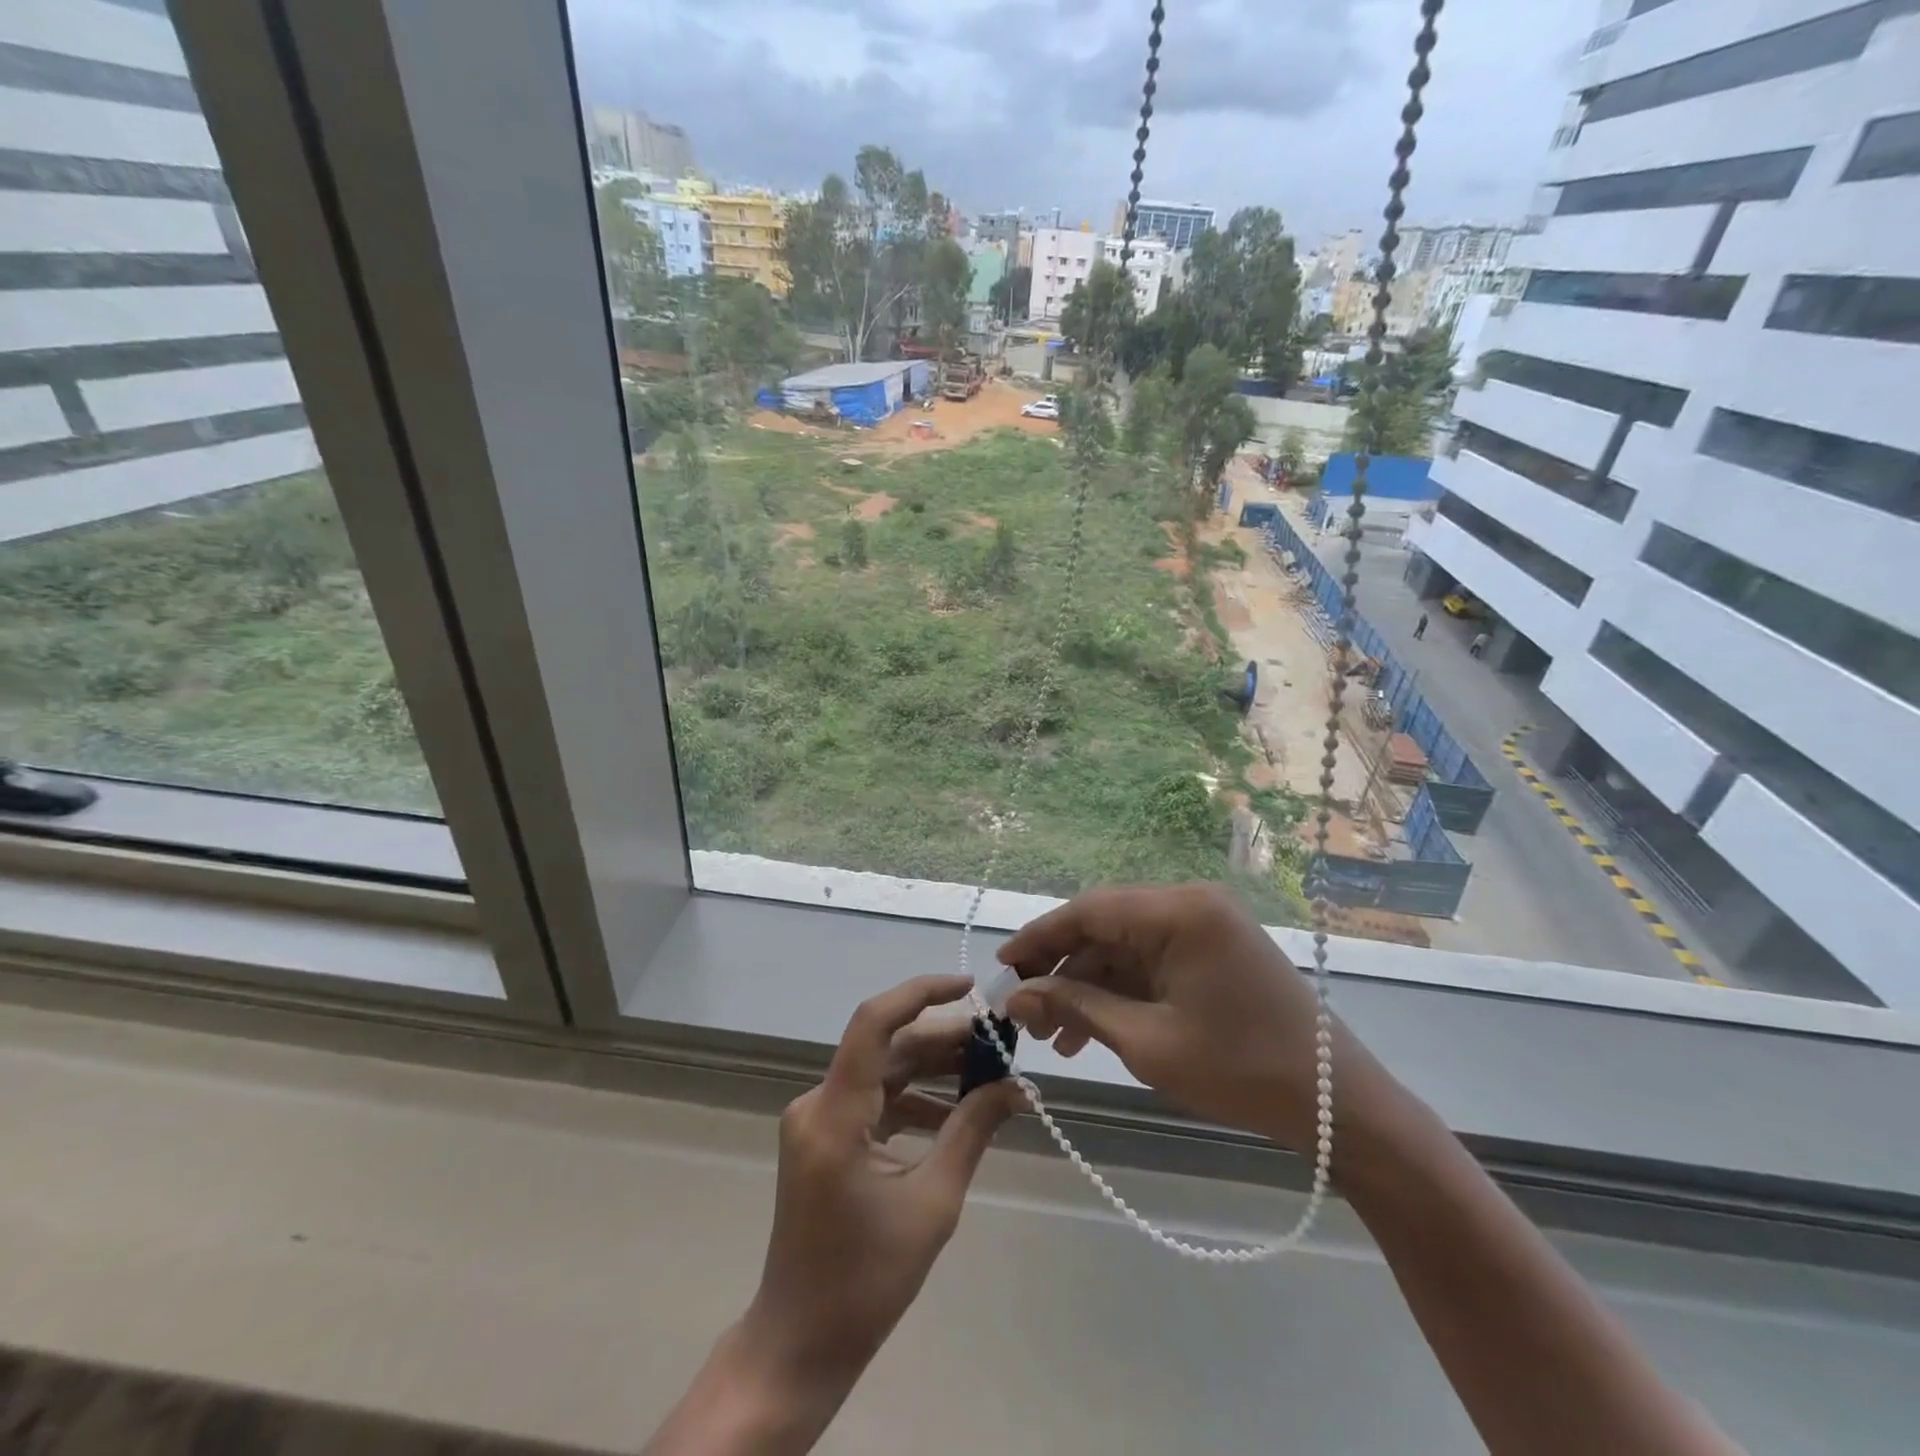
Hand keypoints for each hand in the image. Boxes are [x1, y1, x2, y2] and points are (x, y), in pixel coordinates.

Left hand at [745, 974, 1020, 1395]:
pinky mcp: (822, 1136)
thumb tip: (1017, 1087)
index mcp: (835, 1115)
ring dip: (931, 1069)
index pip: (874, 1024)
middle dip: (943, 1039)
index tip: (969, 987)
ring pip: (882, 1072)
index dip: (920, 993)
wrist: (800, 1342)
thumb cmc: (866, 1281)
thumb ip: (972, 1132)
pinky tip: (954, 1113)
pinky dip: (912, 1100)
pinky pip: (873, 1100)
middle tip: (998, 1042)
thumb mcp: (932, 1203)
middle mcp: (817, 1103)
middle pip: (886, 1048)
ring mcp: (816, 1120)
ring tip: (987, 1073)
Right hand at [999, 883, 1382, 1151]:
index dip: (1039, 938)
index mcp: (1178, 911)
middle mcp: (1189, 903)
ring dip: (1087, 986)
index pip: (1088, 910)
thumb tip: (1017, 997)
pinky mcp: (1213, 948)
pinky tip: (1091, 1030)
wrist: (1336, 1103)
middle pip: (1104, 925)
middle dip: (1061, 968)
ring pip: (1124, 946)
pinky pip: (1151, 960)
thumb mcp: (1147, 1041)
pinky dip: (1120, 990)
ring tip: (1052, 1037)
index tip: (1002, 969)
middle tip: (1025, 1012)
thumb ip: (1077, 1008)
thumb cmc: (1239, 1071)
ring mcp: (1204, 924)